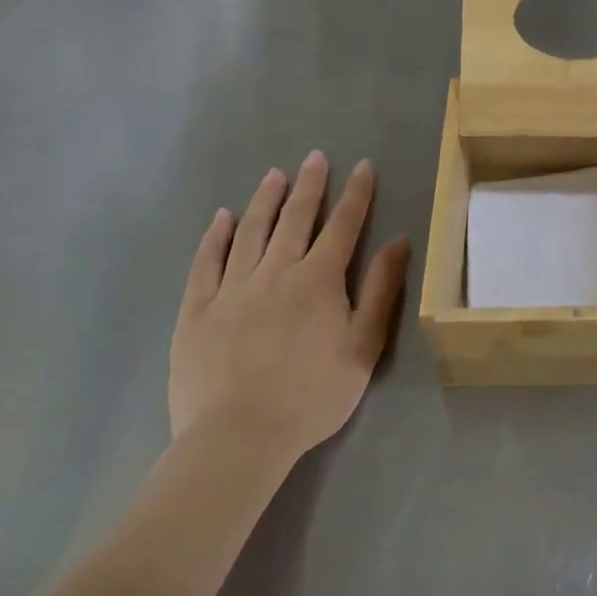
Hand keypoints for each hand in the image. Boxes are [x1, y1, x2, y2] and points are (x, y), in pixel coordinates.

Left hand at [169, 153, 409, 471]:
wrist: (238, 438)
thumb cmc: (312, 394)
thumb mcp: (363, 345)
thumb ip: (381, 290)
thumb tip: (399, 241)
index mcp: (319, 279)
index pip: (343, 225)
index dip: (356, 194)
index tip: (362, 166)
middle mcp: (276, 271)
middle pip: (296, 218)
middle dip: (309, 185)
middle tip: (315, 157)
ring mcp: (232, 289)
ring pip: (251, 232)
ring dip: (265, 200)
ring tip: (274, 174)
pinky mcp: (197, 311)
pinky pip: (206, 263)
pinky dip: (216, 237)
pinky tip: (222, 218)